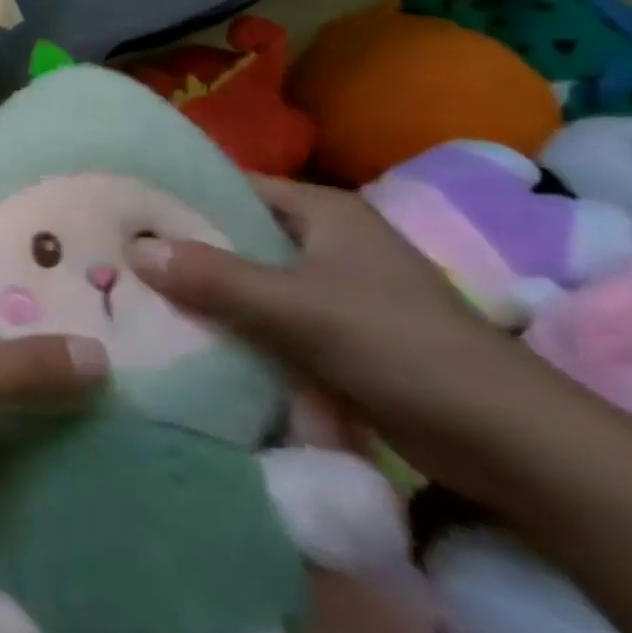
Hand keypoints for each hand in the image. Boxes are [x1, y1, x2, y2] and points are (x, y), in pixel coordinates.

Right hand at [127, 175, 534, 488]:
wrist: (512, 446)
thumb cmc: (402, 348)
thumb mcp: (298, 308)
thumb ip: (216, 277)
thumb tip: (133, 248)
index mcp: (323, 211)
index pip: (233, 186)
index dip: (180, 194)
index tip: (124, 208)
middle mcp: (326, 241)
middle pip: (238, 235)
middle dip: (185, 248)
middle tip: (119, 254)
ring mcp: (334, 290)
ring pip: (251, 280)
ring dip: (208, 292)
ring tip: (140, 294)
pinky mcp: (339, 336)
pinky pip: (270, 320)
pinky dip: (236, 327)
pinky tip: (191, 337)